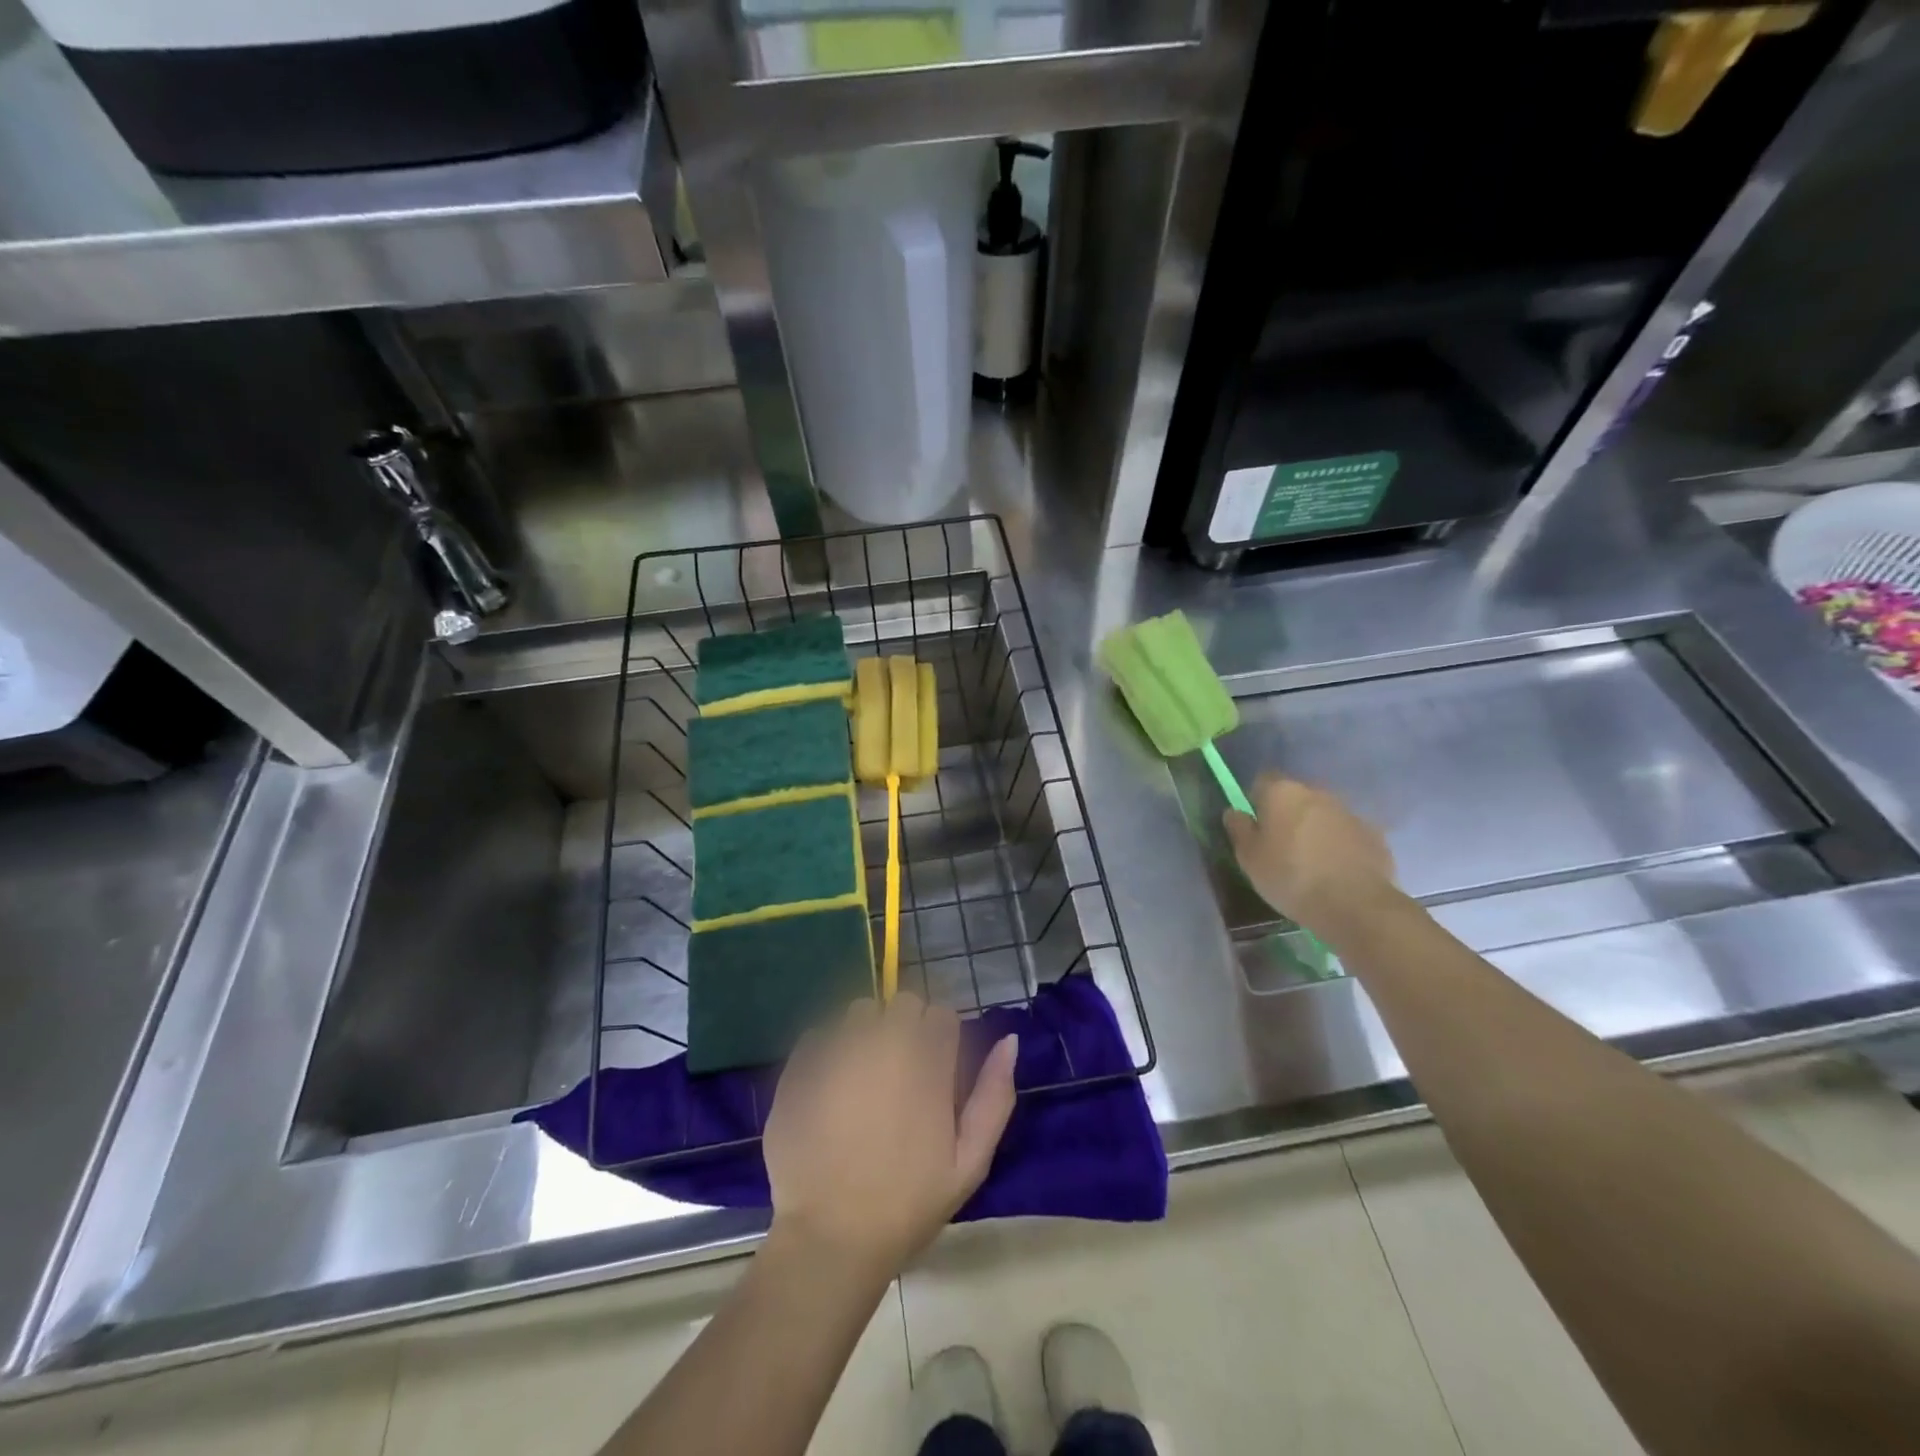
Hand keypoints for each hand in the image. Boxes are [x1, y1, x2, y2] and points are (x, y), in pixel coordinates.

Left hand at [762, 993, 1017, 1279]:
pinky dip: (828, 1050)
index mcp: (926, 1063)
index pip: (942, 1015)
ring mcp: (838, 1050)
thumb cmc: (906, 1204)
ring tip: (862, 1078)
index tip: (935, 1071)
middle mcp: (883, 1043)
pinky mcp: (800, 1065)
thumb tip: (1009, 1040)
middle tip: (900, 1074)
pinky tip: (829, 1088)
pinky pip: (820, 1033)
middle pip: (903, 1003)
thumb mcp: (968, 1163)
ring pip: (860, 1011)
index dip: (941, 1039)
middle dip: (906, 1027)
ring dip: (867, 1033)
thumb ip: (993, 1096)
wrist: (829, 1239)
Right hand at [1224, 774, 1397, 930]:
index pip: (1263, 781)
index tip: (1255, 826)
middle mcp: (1317, 793)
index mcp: (1283, 792)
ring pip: (1323, 815)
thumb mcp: (1249, 858)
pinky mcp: (1374, 835)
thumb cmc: (1289, 876)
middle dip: (1287, 815)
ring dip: (1314, 830)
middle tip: (1280, 847)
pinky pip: (1346, 835)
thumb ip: (1239, 829)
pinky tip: (1335, 872)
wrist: (1354, 904)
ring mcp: (1349, 812)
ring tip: (1310, 864)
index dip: (1256, 801)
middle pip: (1295, 797)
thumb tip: (1234, 812)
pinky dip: (1339, 846)